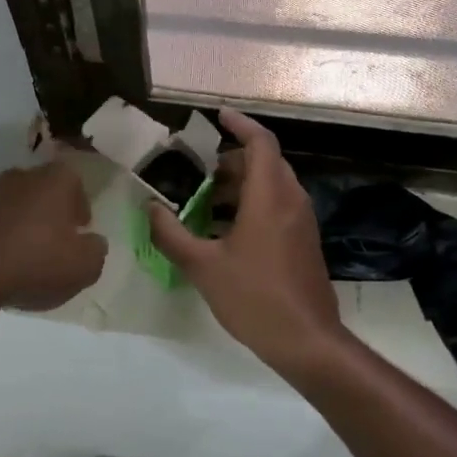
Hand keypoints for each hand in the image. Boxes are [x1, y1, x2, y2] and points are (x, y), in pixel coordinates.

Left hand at [0, 158, 106, 311]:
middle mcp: (22, 175)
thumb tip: (92, 241)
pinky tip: (0, 262)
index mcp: (56, 179)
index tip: (80, 230)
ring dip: (23, 224)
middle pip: (44, 190)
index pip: (76, 182)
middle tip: (56, 243)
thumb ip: (96, 250)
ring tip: (26, 256)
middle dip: (52, 213)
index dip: (80, 207)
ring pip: (16, 205)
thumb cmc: (35, 263)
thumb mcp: (84, 267)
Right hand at [148, 109, 347, 376]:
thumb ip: (172, 234)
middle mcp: (291, 200)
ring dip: (241, 183)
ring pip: (272, 184)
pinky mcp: (303, 240)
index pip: (260, 142)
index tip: (217, 116)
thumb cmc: (254, 298)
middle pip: (265, 162)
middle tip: (199, 168)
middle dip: (232, 158)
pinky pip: (278, 205)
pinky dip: (252, 203)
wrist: (307, 340)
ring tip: (205, 199)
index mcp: (270, 196)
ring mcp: (301, 221)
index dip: (240, 124)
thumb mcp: (202, 267)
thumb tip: (150, 208)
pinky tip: (225, 229)